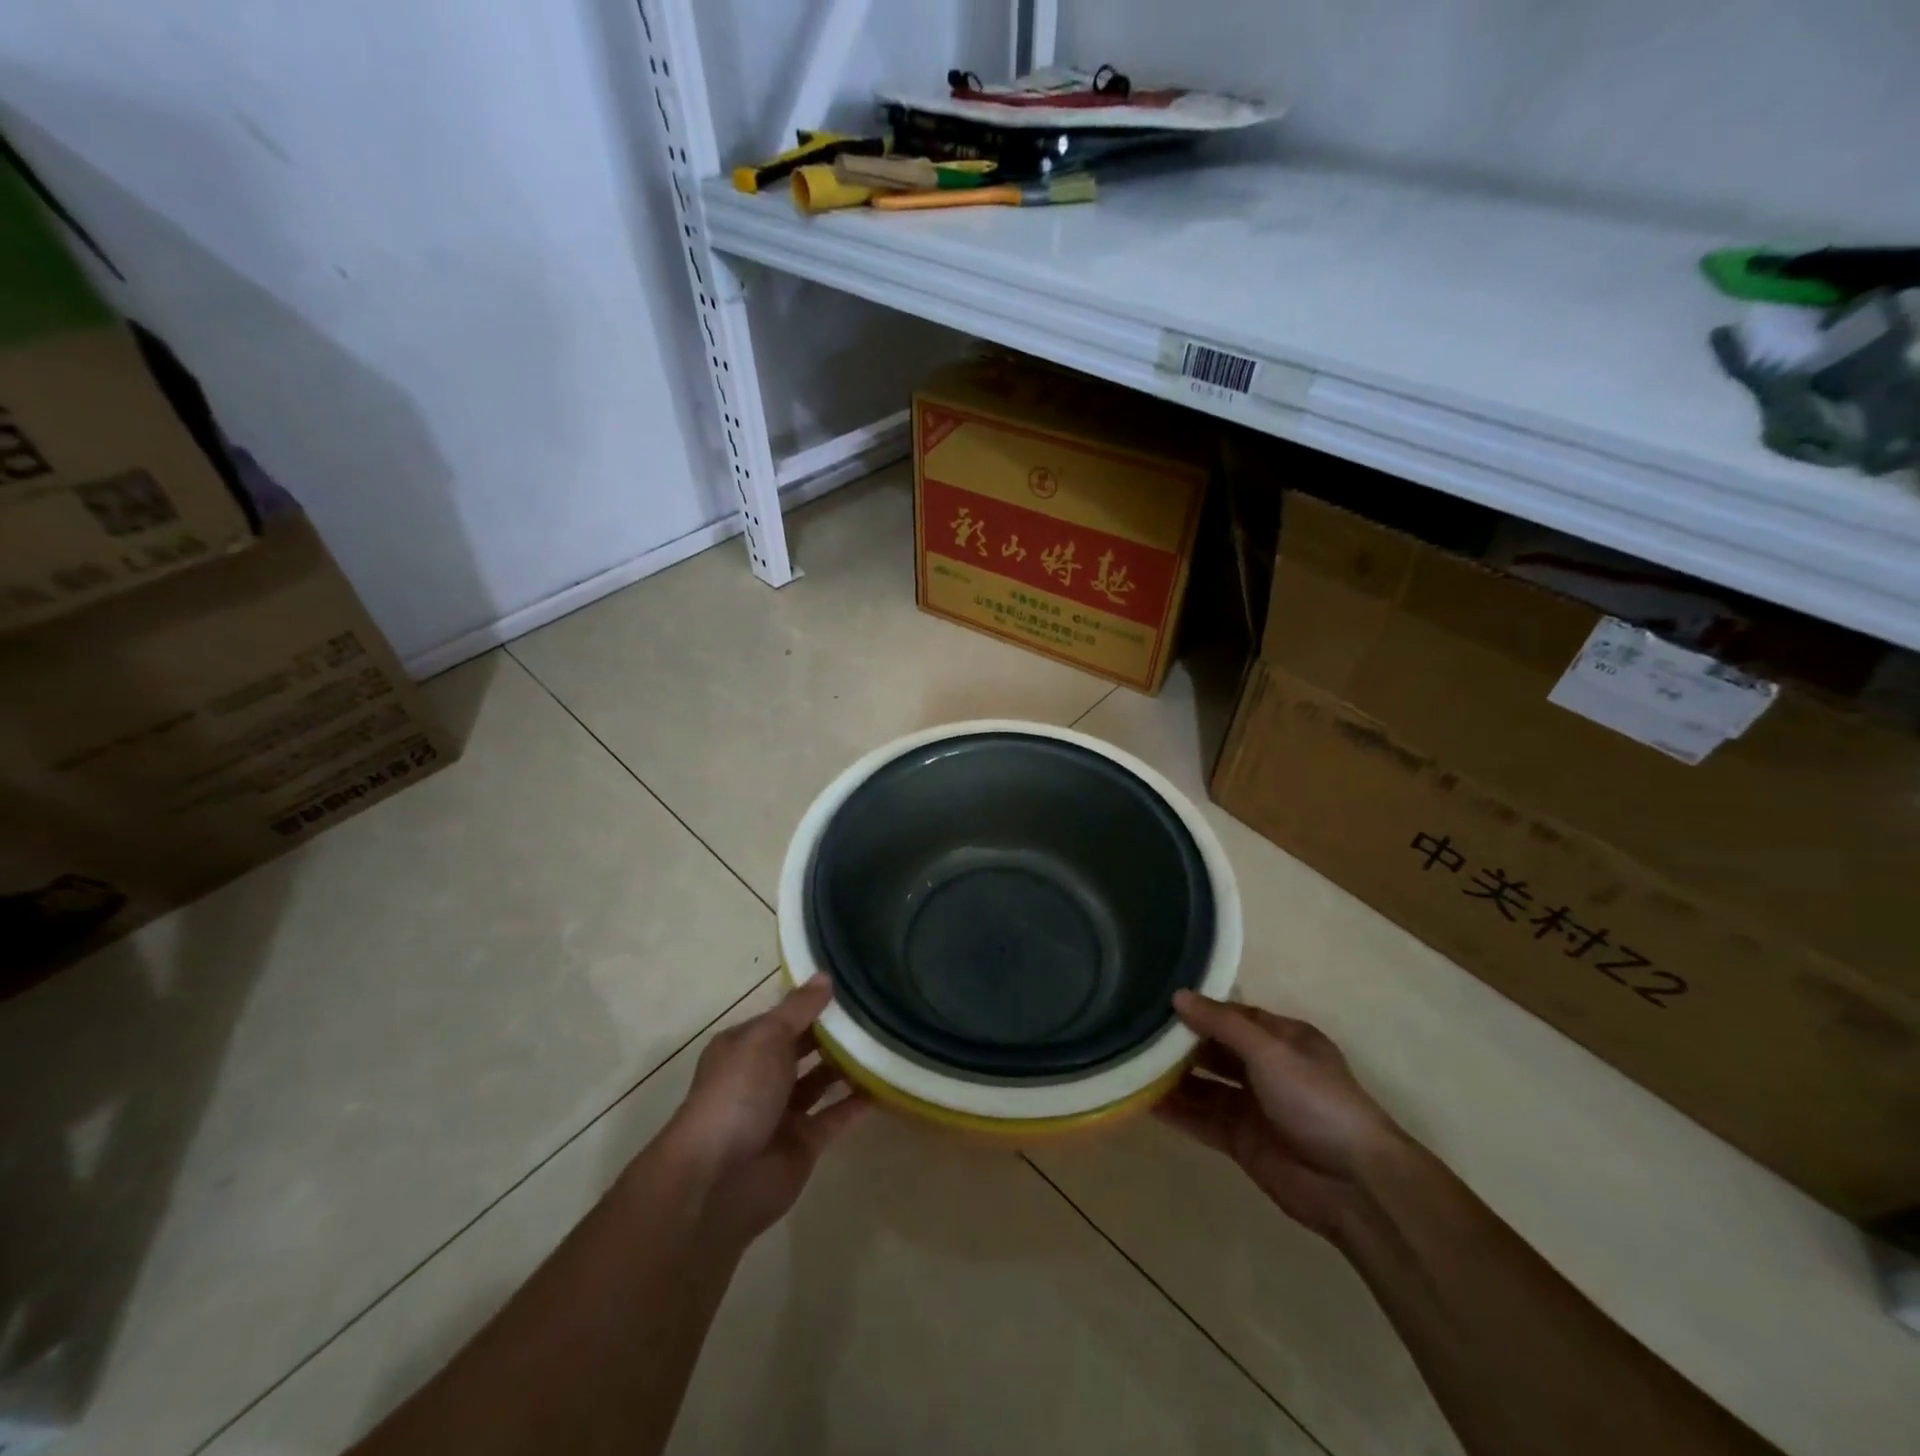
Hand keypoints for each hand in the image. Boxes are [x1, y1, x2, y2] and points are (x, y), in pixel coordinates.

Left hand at [662, 979, 865, 1245]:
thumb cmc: (738, 1093)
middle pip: (804, 1047)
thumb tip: (826, 976)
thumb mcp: (767, 1037)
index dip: (813, 1002)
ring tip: (887, 1039)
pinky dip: (857, 1101)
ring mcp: (783, 1112)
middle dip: (834, 1032)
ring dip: (848, 1064)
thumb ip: (799, 1008)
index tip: (853, 985)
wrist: (719, 1179)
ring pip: (821, 1080)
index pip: (784, 1017)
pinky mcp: (804, 1143)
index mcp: (745, 1046)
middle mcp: (762, 1076)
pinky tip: (886, 1082)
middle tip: (878, 1009)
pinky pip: (836, 1115)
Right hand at [1156, 991, 1407, 1238]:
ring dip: (1172, 1076)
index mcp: (1282, 1039)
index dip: (1198, 1007)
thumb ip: (1222, 1024)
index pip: (1232, 1014)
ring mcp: (1252, 1106)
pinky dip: (1175, 1110)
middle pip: (1214, 1048)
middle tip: (1134, 1028)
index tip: (1156, 998)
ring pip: (1203, 1084)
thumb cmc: (1317, 1101)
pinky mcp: (1241, 1141)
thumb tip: (1177, 995)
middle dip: (1179, 1041)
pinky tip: (1142, 1100)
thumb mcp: (1271, 1051)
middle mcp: (1265, 1068)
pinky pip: (1201, 1118)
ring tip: (1129, 1060)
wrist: (1354, 1184)